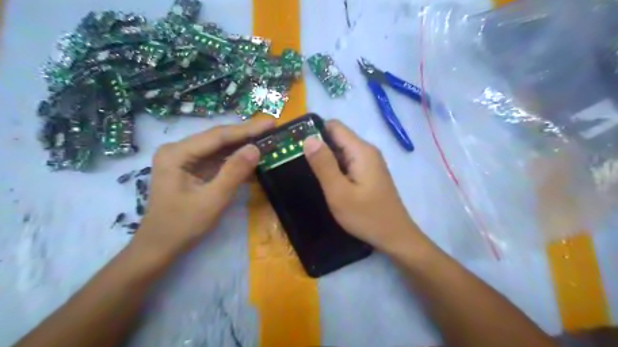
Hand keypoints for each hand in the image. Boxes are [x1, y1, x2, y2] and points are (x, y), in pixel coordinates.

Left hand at [131, 118, 273, 257]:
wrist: (160, 246)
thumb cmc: (182, 225)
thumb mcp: (213, 199)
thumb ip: (234, 172)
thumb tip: (256, 148)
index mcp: (177, 153)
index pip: (217, 136)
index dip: (247, 129)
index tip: (270, 123)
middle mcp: (179, 150)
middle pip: (218, 139)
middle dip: (246, 135)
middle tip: (272, 128)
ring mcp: (185, 159)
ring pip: (219, 148)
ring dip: (243, 146)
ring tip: (267, 140)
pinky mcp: (192, 169)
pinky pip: (217, 160)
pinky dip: (235, 160)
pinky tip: (253, 159)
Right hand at [302, 120, 422, 252]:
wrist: (394, 236)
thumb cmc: (366, 216)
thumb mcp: (339, 192)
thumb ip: (323, 164)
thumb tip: (308, 138)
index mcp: (361, 150)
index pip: (334, 126)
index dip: (314, 131)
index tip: (296, 145)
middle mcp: (367, 151)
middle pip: (338, 137)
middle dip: (318, 146)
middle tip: (298, 162)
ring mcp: (369, 162)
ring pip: (342, 151)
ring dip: (326, 159)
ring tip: (309, 173)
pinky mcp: (369, 173)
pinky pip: (348, 162)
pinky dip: (335, 168)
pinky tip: (327, 182)